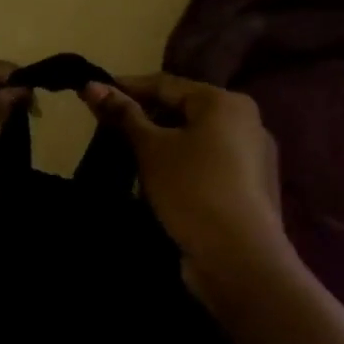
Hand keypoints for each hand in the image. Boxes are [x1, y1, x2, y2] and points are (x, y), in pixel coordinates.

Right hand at [82, 73, 289, 275]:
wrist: (240, 260)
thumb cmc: (193, 189)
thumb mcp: (151, 148)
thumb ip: (123, 115)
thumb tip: (91, 85)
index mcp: (225, 102)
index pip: (166, 84)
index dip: (127, 87)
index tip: (92, 93)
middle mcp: (245, 122)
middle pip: (183, 111)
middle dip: (144, 119)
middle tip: (107, 128)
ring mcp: (251, 159)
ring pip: (194, 141)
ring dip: (160, 146)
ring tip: (126, 157)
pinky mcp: (248, 190)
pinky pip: (206, 166)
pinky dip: (179, 168)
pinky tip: (156, 185)